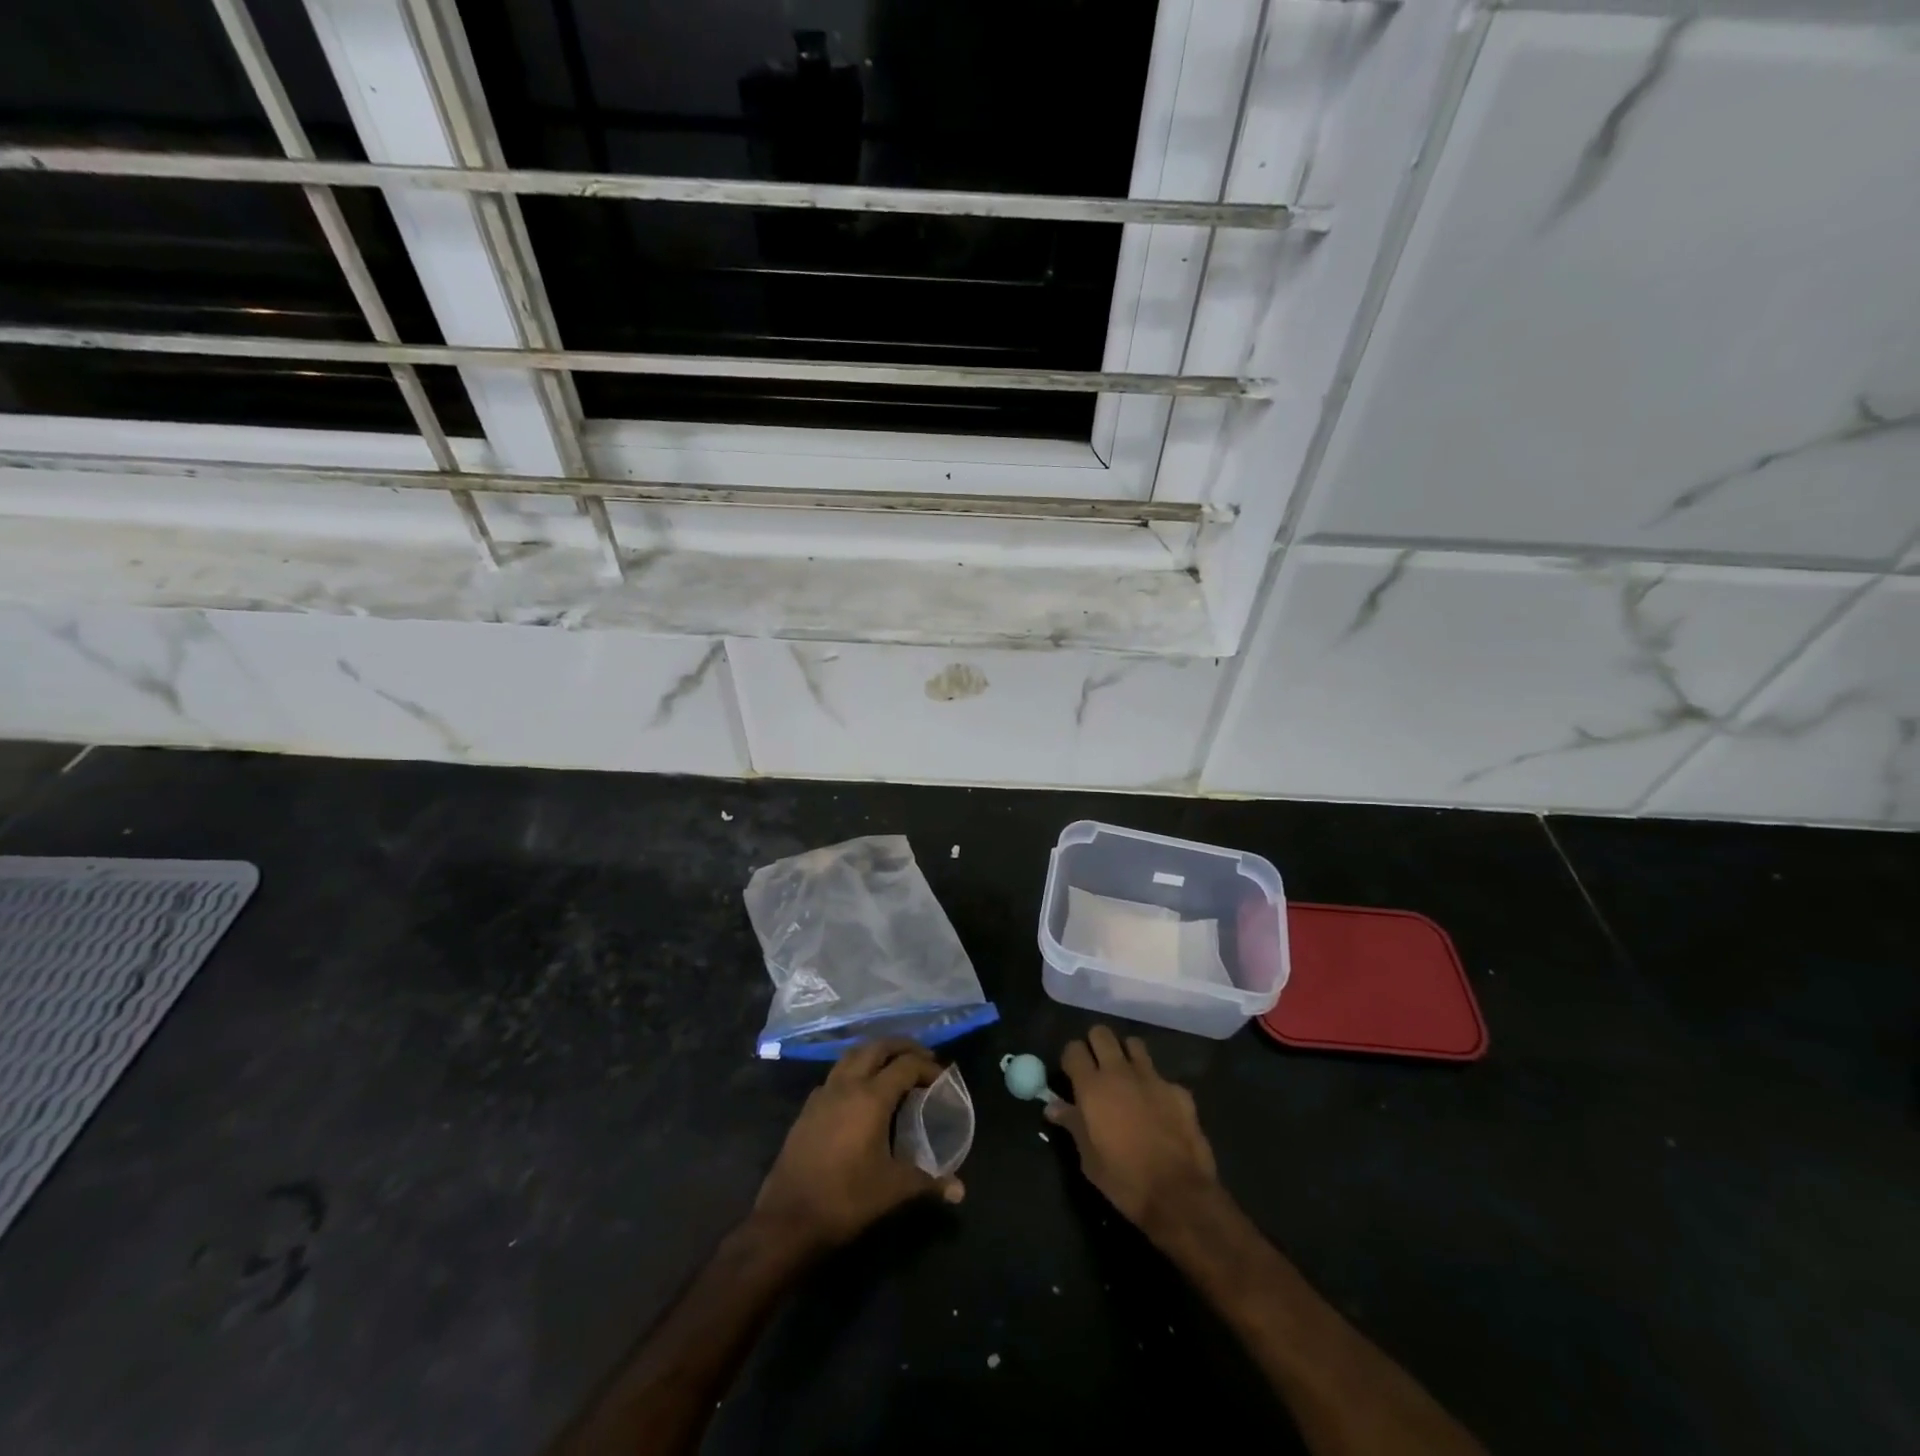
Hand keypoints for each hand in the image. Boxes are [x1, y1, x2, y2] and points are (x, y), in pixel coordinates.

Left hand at [754, 1038, 964, 1251]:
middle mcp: (847, 1085)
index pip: (906, 1065)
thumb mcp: (892, 1190)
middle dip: (902, 1047)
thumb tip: (959, 1190)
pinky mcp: (808, 1108)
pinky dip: (854, 1070)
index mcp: (871, 1097)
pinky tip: (860, 1092)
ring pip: (852, 1055)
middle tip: (922, 1057)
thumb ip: (928, 1182)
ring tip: (893, 1066)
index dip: (928, 1066)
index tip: (942, 1077)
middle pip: (877, 1047)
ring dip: (875, 1053)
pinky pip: (836, 1074)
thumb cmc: (846, 1199)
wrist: (788, 1219)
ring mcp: (823, 1093)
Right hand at [1047, 1025, 1218, 1235]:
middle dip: (1096, 1044)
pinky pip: (1160, 1076)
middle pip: (1101, 1033)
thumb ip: (1072, 1124)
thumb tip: (1053, 1106)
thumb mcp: (1089, 1159)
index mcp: (1092, 1087)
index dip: (1071, 1058)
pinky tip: (1158, 1109)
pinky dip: (1154, 1086)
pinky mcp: (1178, 1089)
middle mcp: (1120, 1072)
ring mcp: (1152, 1077)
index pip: (1073, 1049)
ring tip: (1126, 1079)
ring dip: (1126, 1056)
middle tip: (1097, 1069)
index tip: (1072, 1074)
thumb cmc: (1124, 1180)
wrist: (1179, 1194)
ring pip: (1133, 1044)